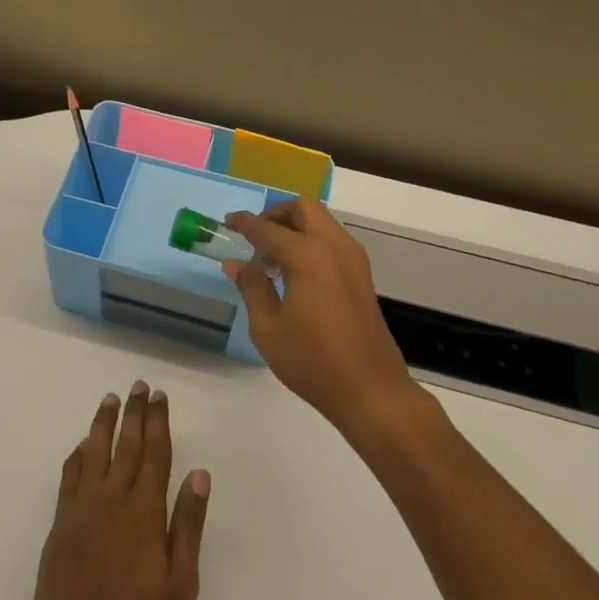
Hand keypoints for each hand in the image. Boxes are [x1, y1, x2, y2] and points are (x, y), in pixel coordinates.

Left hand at [18, 384, 210, 599]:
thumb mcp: (180, 587)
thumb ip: (187, 526)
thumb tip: (199, 473)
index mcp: (142, 514)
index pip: (154, 454)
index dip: (158, 422)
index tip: (159, 396)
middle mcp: (109, 502)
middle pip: (125, 445)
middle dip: (133, 413)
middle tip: (139, 385)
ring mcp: (80, 513)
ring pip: (93, 454)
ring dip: (103, 424)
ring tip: (110, 399)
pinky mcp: (59, 527)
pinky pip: (69, 478)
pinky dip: (78, 455)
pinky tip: (83, 446)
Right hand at [223, 198, 418, 434]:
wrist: (371, 390)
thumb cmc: (312, 361)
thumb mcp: (268, 328)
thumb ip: (252, 287)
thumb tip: (236, 263)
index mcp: (307, 255)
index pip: (268, 229)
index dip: (244, 223)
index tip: (227, 221)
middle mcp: (333, 246)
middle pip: (304, 209)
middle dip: (276, 215)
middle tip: (254, 237)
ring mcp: (353, 260)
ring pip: (321, 222)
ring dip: (295, 228)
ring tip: (270, 259)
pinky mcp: (362, 276)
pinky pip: (332, 241)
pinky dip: (311, 242)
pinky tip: (294, 273)